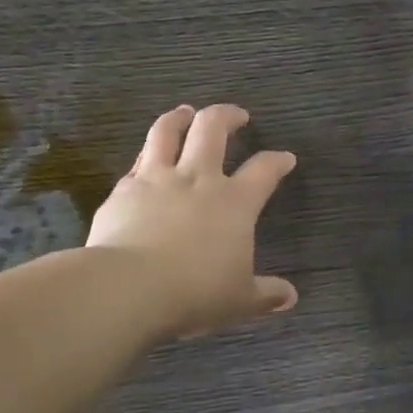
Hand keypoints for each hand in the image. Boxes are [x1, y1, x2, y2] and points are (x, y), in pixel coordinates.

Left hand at [87, 104, 297, 339]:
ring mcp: (156, 179)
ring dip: (179, 117)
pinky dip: (146, 155)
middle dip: (227, 116)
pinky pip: (137, 162)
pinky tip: (146, 160)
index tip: (285, 158)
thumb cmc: (195, 293)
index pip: (263, 171)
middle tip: (236, 115)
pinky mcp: (123, 190)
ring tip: (185, 112)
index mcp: (234, 203)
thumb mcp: (240, 300)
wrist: (129, 287)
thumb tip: (289, 297)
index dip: (277, 161)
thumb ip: (266, 295)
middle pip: (213, 128)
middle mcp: (197, 179)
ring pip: (167, 131)